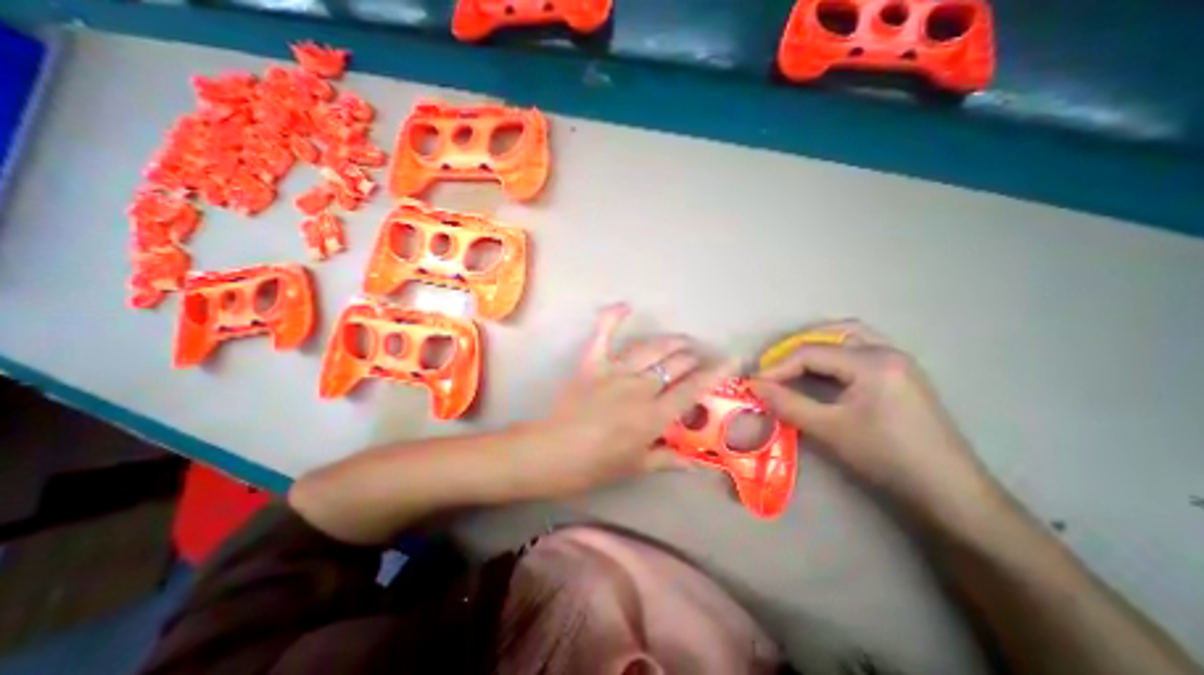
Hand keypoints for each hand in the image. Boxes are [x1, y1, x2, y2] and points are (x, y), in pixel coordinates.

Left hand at [508, 303, 732, 498]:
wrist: (552, 453)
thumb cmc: (595, 465)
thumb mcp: (636, 467)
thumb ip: (668, 460)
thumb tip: (695, 464)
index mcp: (654, 415)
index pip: (693, 388)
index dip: (716, 373)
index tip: (732, 360)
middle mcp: (640, 387)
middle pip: (676, 363)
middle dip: (693, 358)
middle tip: (698, 360)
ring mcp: (615, 371)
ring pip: (651, 348)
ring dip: (671, 341)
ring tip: (682, 340)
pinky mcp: (592, 363)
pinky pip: (603, 335)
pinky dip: (612, 318)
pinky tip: (625, 305)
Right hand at [750, 321, 1008, 527]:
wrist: (949, 491)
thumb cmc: (887, 457)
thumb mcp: (829, 429)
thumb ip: (787, 403)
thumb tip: (754, 386)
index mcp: (872, 362)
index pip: (811, 352)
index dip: (777, 366)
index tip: (754, 382)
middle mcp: (886, 351)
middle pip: (830, 332)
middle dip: (795, 346)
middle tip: (772, 367)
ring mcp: (897, 360)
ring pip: (848, 334)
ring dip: (816, 343)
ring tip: (792, 362)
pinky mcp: (899, 373)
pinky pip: (860, 347)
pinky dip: (834, 351)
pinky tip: (822, 369)